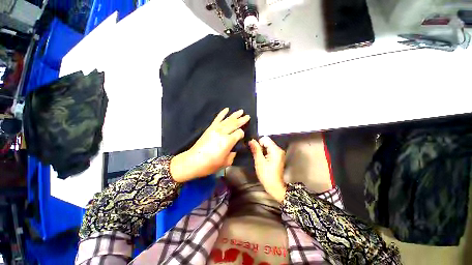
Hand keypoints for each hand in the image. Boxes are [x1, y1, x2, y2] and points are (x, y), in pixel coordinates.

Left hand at [170, 108, 249, 182]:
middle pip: (234, 124)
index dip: (242, 134)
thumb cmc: (210, 164)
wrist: (193, 161)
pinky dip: (222, 113)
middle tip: (248, 116)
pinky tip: (226, 109)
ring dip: (235, 115)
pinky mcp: (210, 128)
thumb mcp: (226, 162)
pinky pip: (217, 119)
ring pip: (227, 120)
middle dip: (242, 120)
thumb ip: (233, 154)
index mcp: (228, 141)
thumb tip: (234, 148)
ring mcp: (215, 129)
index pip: (239, 133)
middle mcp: (223, 133)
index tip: (242, 137)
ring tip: (241, 111)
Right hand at [249, 136, 286, 202]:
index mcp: (275, 150)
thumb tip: (251, 140)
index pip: (265, 139)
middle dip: (260, 147)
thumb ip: (256, 149)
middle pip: (267, 142)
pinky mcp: (278, 157)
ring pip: (267, 146)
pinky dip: (265, 153)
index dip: (258, 143)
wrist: (275, 186)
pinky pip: (270, 150)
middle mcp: (279, 149)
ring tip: (260, 160)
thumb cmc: (266, 175)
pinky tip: (263, 161)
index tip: (256, 152)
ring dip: (262, 151)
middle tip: (258, 157)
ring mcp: (279, 153)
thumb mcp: (259, 161)